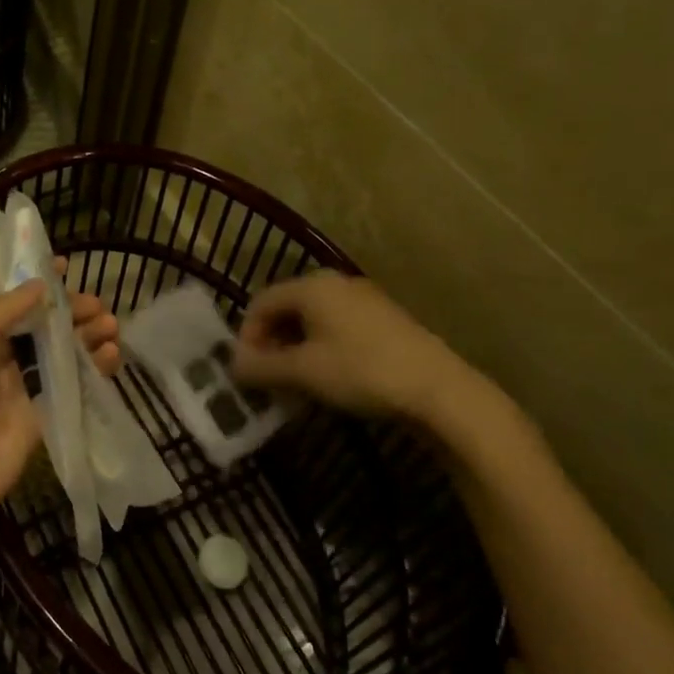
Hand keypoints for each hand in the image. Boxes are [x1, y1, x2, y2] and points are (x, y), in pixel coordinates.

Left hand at [0, 274, 120, 537]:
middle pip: (39, 325)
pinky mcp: (40, 419)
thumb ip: (3, 311)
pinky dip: (92, 371)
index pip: (5, 299)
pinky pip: (70, 388)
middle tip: (98, 305)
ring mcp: (18, 389)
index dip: (34, 282)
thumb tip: (40, 284)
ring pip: (59, 354)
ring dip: (85, 337)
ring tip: (111, 325)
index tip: (66, 266)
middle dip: (68, 311)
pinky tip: (111, 357)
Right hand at [232, 271, 484, 426]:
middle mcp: (336, 284)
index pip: (260, 303)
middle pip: (286, 308)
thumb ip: (261, 367)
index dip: (246, 336)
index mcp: (311, 286)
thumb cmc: (361, 372)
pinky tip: (328, 378)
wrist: (439, 390)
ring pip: (312, 319)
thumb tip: (233, 366)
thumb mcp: (303, 372)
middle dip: (271, 343)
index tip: (247, 371)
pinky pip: (337, 327)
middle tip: (268, 378)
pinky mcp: (384, 320)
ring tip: (296, 382)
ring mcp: (363, 299)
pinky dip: (322, 348)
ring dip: (295, 348)